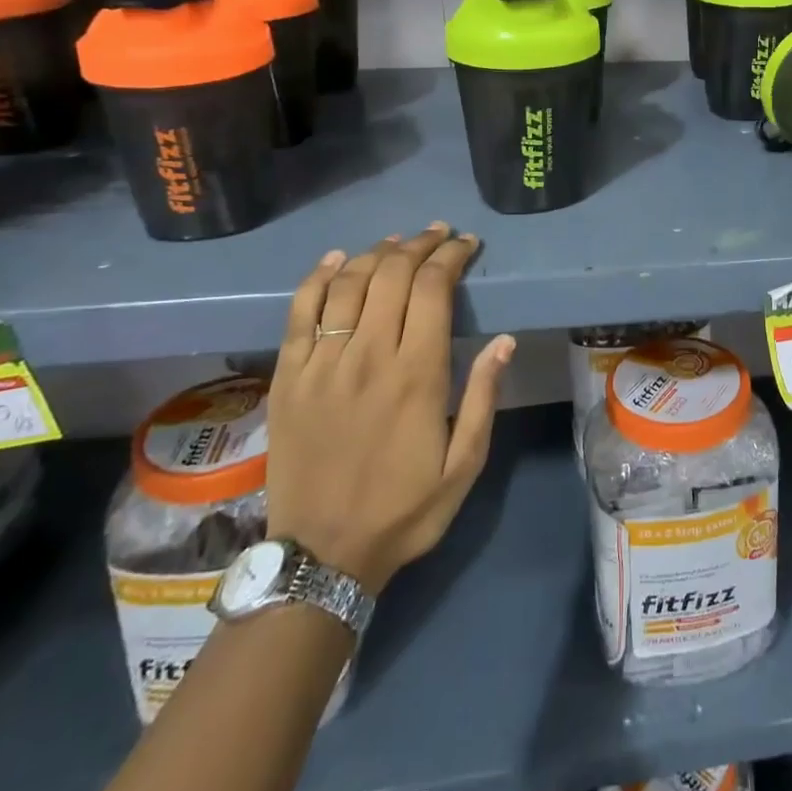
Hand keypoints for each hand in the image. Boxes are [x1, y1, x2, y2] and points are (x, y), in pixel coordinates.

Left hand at [266, 223, 514, 593]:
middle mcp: (368, 356)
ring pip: (348, 284)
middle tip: (438, 235)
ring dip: (376, 253)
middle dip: (419, 244)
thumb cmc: (404, 510)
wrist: (321, 555)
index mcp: (417, 374)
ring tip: (397, 242)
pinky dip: (318, 278)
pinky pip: (300, 312)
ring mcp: (322, 364)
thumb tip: (504, 340)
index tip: (466, 244)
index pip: (433, 289)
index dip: (451, 256)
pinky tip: (337, 260)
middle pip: (392, 275)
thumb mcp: (464, 465)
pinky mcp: (288, 377)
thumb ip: (482, 397)